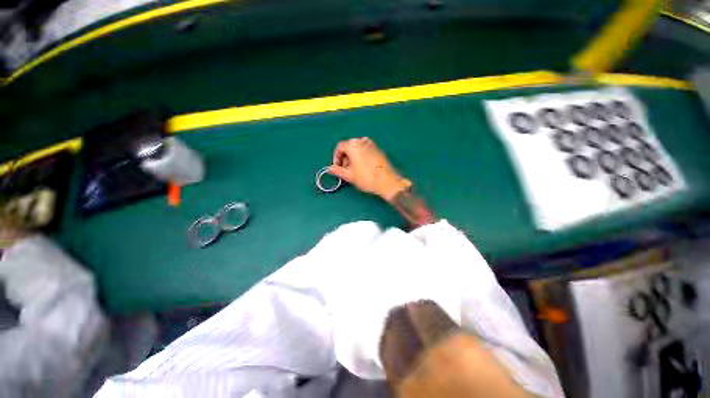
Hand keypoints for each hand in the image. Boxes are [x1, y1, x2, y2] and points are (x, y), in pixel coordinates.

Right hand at [328, 137, 410, 200]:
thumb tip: (329, 168)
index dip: (336, 157)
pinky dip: (361, 157)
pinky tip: (363, 168)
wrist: (387, 182)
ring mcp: (372, 144)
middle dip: (345, 158)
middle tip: (345, 170)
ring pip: (357, 149)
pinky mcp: (379, 150)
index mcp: (353, 145)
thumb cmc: (366, 178)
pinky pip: (365, 151)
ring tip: (354, 170)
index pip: (340, 147)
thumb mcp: (349, 176)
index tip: (337, 167)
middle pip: (349, 147)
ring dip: (352, 158)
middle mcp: (362, 141)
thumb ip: (337, 171)